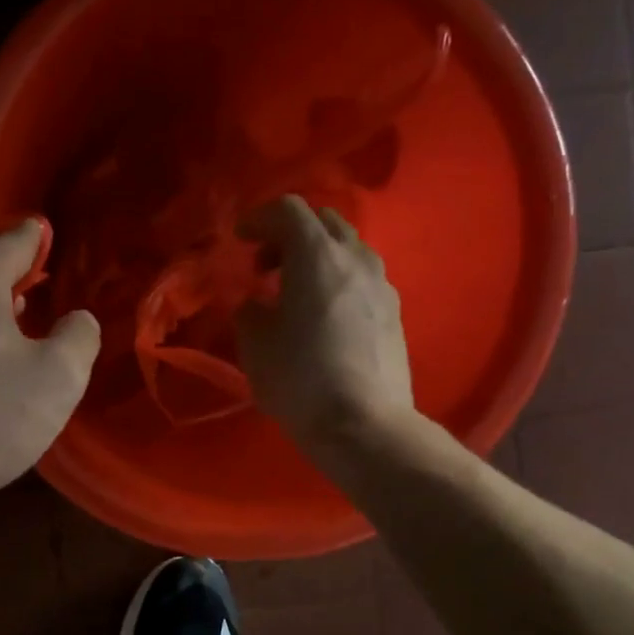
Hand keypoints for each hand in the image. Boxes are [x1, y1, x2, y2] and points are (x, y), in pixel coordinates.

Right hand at [235, 195, 415, 447]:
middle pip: (323, 222)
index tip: (239, 240)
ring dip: (317, 258)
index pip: (289, 210)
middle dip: (290, 235)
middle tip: (265, 266)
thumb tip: (258, 303)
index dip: (259, 218)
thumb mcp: (255, 344)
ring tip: (295, 292)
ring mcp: (382, 285)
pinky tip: (324, 316)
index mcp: (317, 256)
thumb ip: (250, 311)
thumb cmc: (300, 378)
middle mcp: (355, 258)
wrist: (363, 424)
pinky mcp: (394, 313)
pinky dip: (337, 281)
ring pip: (347, 249)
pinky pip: (361, 278)